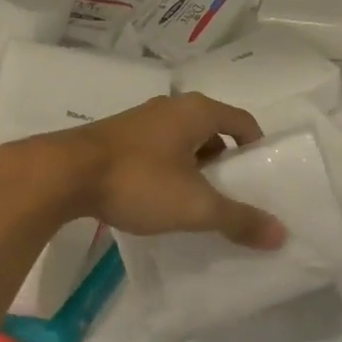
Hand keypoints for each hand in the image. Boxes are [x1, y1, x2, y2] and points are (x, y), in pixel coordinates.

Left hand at [0, 95, 285, 249]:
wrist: (60, 175)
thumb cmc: (139, 180)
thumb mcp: (195, 205)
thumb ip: (238, 219)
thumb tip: (281, 234)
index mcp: (199, 111)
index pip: (244, 122)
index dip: (256, 149)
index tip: (260, 179)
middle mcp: (173, 107)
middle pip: (213, 131)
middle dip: (224, 162)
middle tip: (230, 195)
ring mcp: (141, 120)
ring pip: (182, 140)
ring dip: (194, 166)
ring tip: (194, 201)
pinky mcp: (116, 136)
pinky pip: (156, 148)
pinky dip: (167, 168)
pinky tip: (157, 198)